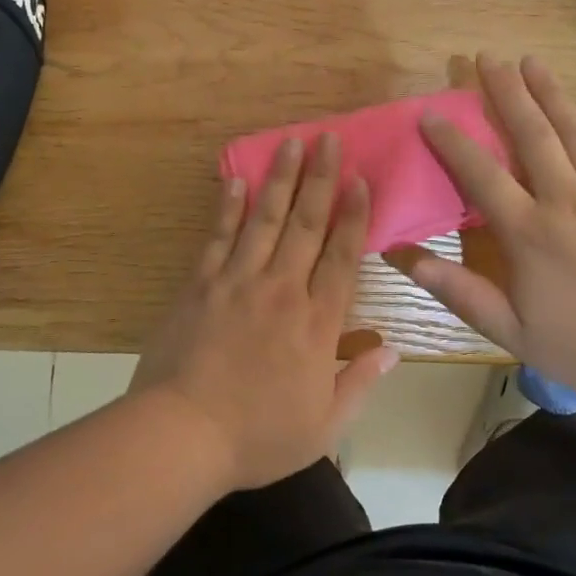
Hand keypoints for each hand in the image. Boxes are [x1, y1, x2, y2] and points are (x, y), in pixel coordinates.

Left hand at [132, 134, 397, 490]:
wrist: (181, 435)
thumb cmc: (258, 437)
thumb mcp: (324, 426)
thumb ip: (360, 384)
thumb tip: (393, 351)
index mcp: (317, 323)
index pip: (342, 257)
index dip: (353, 216)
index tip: (360, 179)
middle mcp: (282, 290)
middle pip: (306, 225)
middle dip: (320, 179)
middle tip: (327, 139)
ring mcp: (237, 283)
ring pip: (264, 220)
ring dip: (280, 180)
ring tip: (290, 143)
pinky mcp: (200, 286)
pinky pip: (218, 238)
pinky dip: (228, 208)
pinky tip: (236, 180)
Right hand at [385, 54, 575, 398]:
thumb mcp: (509, 329)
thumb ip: (459, 291)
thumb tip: (408, 258)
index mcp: (527, 232)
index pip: (481, 174)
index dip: (452, 141)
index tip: (432, 113)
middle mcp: (565, 200)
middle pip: (532, 134)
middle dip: (506, 92)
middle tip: (487, 58)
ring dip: (551, 93)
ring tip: (531, 62)